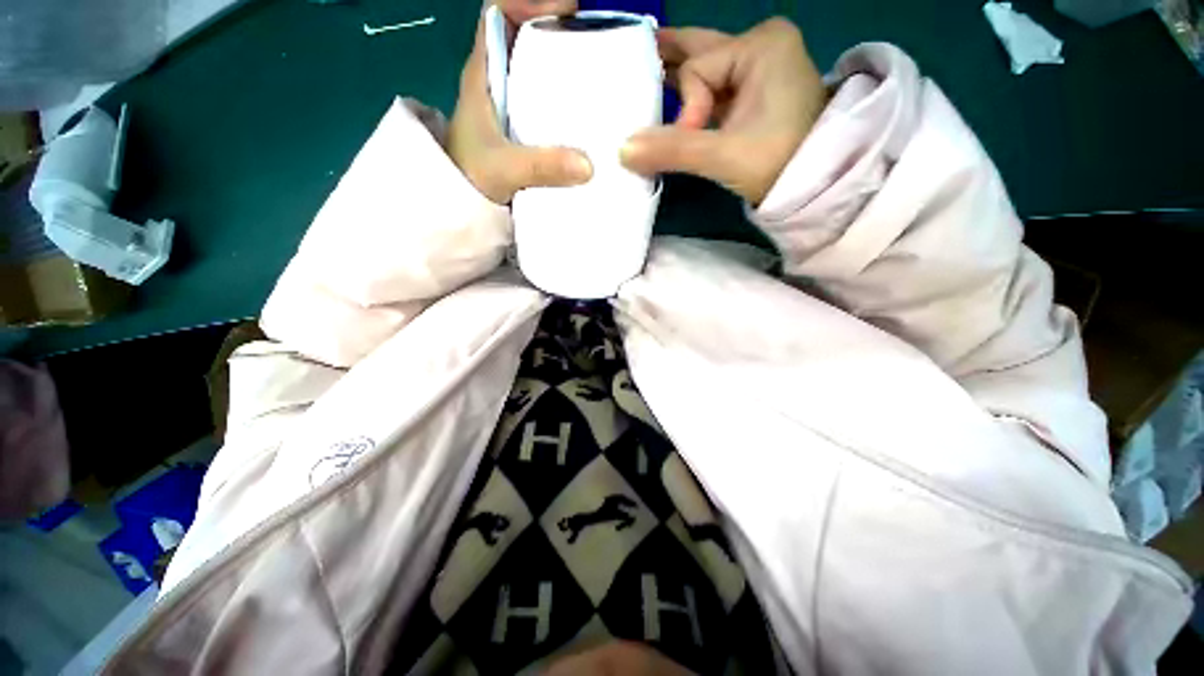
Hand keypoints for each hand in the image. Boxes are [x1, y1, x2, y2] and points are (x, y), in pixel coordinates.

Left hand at [449, 3, 590, 204]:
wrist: (459, 206)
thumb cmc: (470, 178)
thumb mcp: (505, 169)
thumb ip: (542, 166)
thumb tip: (590, 166)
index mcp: (482, 73)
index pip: (498, 13)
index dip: (530, 2)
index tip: (569, 11)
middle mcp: (494, 80)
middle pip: (523, 36)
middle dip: (557, 33)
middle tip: (594, 46)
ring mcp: (506, 104)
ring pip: (533, 68)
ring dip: (562, 67)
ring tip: (596, 77)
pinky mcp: (517, 127)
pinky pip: (541, 100)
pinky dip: (561, 100)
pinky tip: (582, 114)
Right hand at [620, 18, 827, 204]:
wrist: (820, 183)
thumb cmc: (779, 161)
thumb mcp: (723, 156)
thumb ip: (673, 151)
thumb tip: (622, 151)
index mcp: (758, 46)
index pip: (698, 71)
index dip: (687, 109)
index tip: (695, 138)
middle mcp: (758, 48)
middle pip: (699, 52)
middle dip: (666, 59)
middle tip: (631, 56)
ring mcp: (758, 70)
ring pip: (705, 72)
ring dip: (675, 82)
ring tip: (643, 78)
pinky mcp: (755, 95)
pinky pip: (714, 91)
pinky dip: (692, 101)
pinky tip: (671, 103)